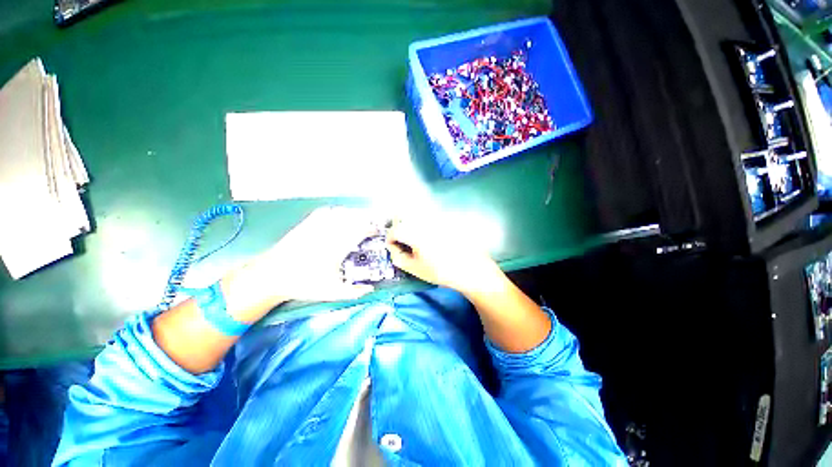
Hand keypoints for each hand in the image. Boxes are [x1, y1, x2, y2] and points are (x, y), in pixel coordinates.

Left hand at [223, 207, 376, 318]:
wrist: (271, 276)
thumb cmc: (303, 284)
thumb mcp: (331, 292)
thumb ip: (353, 292)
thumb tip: (370, 290)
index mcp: (337, 248)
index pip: (360, 231)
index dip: (371, 229)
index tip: (376, 232)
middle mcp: (329, 233)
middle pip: (352, 218)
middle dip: (365, 219)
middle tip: (370, 225)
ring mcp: (316, 227)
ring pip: (339, 213)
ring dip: (352, 214)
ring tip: (357, 219)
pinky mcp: (306, 224)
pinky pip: (324, 212)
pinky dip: (335, 211)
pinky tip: (338, 216)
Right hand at [386, 220, 505, 295]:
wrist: (471, 269)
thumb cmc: (441, 271)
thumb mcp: (415, 268)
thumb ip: (398, 257)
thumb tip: (393, 248)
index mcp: (414, 232)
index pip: (394, 230)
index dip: (390, 239)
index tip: (394, 248)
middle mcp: (424, 220)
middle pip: (404, 218)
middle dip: (399, 229)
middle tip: (403, 243)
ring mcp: (436, 218)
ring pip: (416, 216)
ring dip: (411, 225)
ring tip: (416, 241)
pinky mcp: (446, 220)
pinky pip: (429, 217)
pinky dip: (424, 224)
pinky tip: (430, 238)